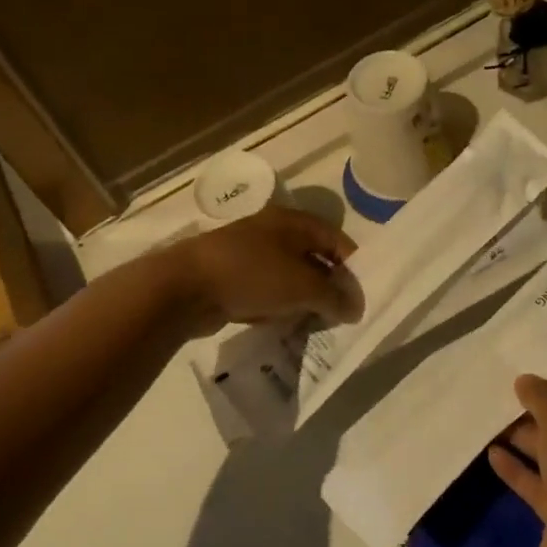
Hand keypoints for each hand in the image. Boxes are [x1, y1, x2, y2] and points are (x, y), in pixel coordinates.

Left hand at [169, 206, 361, 333]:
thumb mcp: (303, 286)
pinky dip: (279, 305)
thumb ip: (334, 297)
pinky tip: (284, 324)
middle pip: (313, 257)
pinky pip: (267, 290)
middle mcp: (273, 231)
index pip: (335, 239)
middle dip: (329, 285)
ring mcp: (250, 253)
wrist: (184, 288)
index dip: (352, 265)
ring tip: (317, 323)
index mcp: (293, 221)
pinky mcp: (232, 276)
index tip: (361, 295)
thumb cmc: (252, 274)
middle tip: (342, 314)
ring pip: (289, 276)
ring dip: (304, 298)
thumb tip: (355, 308)